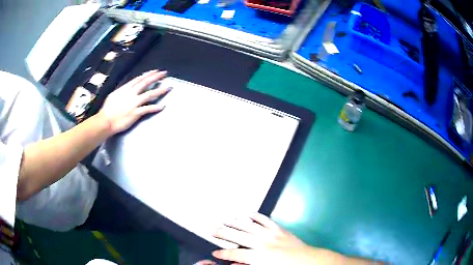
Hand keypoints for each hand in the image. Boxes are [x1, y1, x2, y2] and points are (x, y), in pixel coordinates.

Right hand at [97, 70, 170, 134]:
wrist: (106, 121)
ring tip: (168, 87)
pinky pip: (148, 109)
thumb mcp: (114, 95)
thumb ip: (122, 91)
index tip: (155, 71)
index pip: (139, 79)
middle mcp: (131, 93)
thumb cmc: (107, 109)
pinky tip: (163, 106)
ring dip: (160, 90)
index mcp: (125, 88)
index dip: (148, 74)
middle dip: (156, 77)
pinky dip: (155, 107)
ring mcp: (134, 103)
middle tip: (165, 73)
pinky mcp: (136, 113)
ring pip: (150, 94)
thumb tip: (127, 88)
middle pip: (146, 83)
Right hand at [211, 213, 320, 264]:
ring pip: (249, 226)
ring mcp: (271, 234)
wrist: (307, 260)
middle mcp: (263, 243)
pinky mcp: (279, 229)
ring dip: (236, 222)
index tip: (215, 252)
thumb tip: (234, 263)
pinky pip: (266, 220)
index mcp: (259, 256)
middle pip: (238, 236)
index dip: (224, 253)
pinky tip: (249, 213)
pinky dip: (257, 216)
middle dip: (224, 233)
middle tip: (213, 230)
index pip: (236, 254)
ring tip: (226, 220)